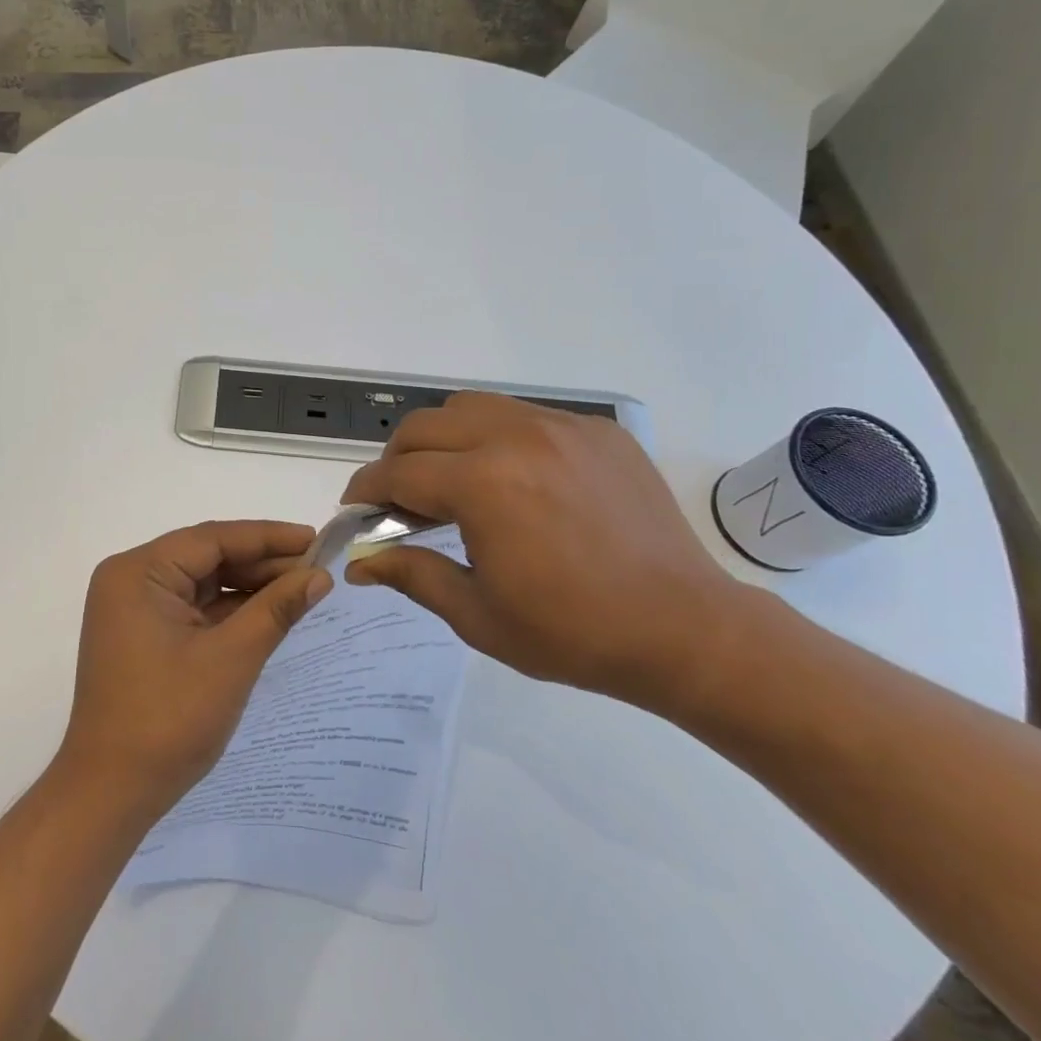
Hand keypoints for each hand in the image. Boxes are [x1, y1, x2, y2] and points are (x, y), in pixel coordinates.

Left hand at [56, 521, 332, 820]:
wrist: (111, 793)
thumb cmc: (169, 719)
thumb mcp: (231, 659)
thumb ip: (275, 610)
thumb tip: (319, 576)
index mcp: (139, 572)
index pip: (212, 538)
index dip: (268, 537)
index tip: (316, 538)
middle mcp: (132, 580)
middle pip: (207, 557)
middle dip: (262, 564)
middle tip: (317, 569)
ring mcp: (135, 610)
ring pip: (203, 584)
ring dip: (249, 587)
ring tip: (303, 588)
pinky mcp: (144, 637)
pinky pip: (194, 610)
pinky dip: (230, 612)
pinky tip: (270, 612)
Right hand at [342, 394, 746, 710]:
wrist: (685, 630)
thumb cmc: (572, 633)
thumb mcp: (477, 614)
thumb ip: (411, 574)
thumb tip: (357, 564)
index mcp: (483, 485)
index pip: (397, 473)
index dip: (365, 492)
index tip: (355, 511)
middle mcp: (516, 438)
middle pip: (424, 426)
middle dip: (396, 460)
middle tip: (399, 501)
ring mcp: (562, 427)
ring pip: (471, 407)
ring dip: (443, 439)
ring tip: (451, 481)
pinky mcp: (597, 431)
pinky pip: (524, 415)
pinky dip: (497, 437)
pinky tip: (512, 479)